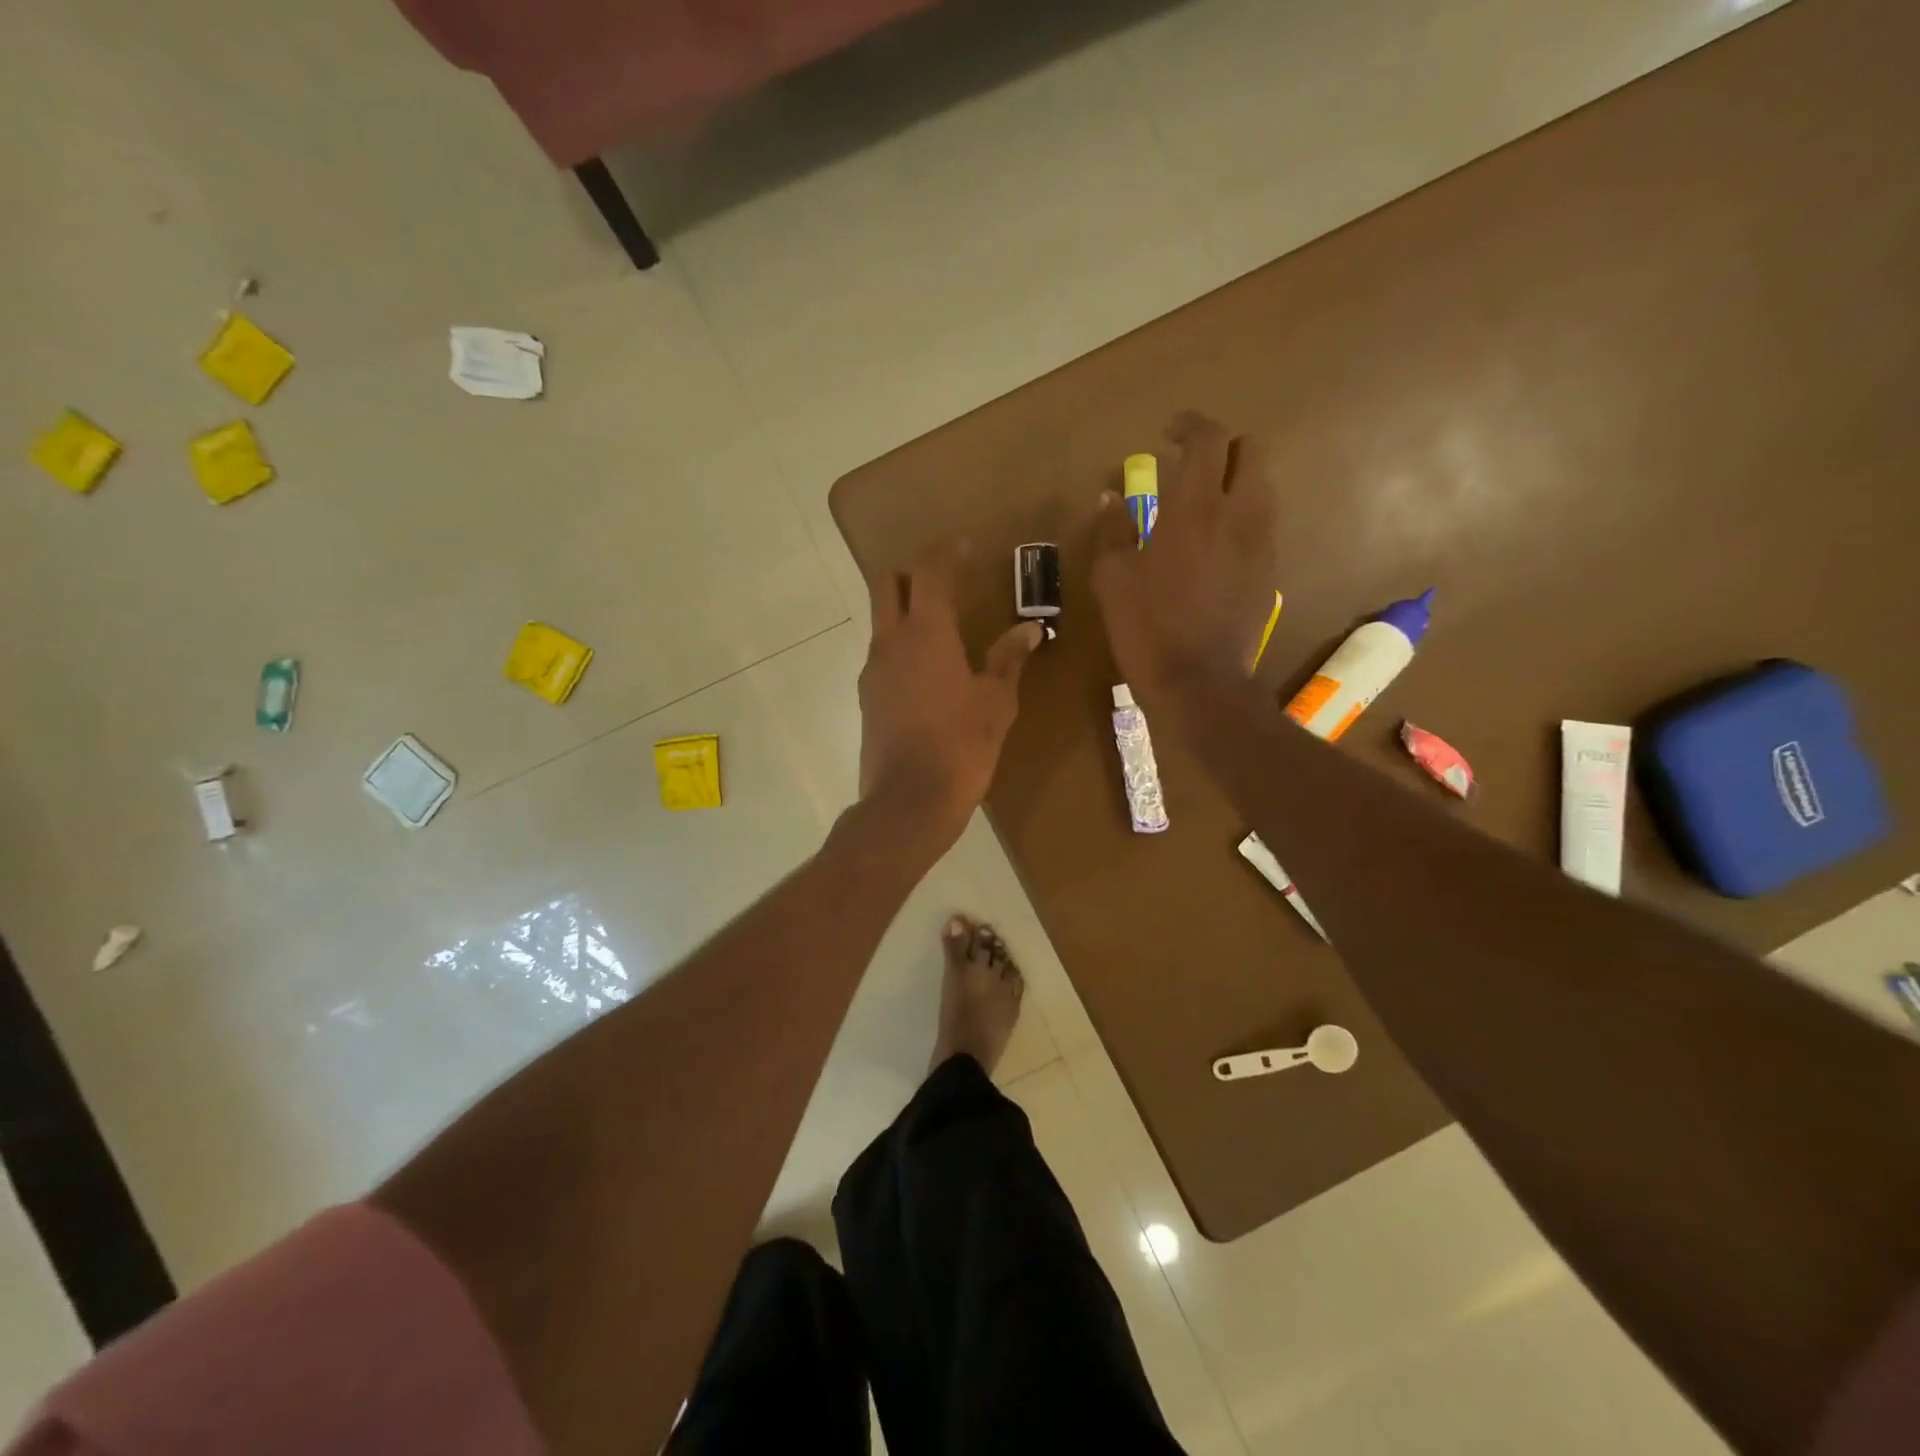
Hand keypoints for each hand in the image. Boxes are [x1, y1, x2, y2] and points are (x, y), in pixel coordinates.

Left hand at [858, 551, 1041, 849]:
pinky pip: (883, 656)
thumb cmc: (962, 745)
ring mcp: (873, 670)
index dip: (947, 552)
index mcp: (926, 632)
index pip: (931, 571)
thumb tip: (1029, 630)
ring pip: (882, 621)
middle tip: (947, 582)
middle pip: (888, 584)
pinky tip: (929, 674)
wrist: (909, 801)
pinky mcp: (867, 698)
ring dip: (907, 613)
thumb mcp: (996, 702)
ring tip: (943, 631)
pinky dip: (902, 648)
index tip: (966, 546)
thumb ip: (1009, 659)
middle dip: (914, 573)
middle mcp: (891, 641)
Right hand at [1091, 411, 1279, 700]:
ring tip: (1203, 504)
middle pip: (1250, 450)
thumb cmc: (1148, 628)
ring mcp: (1261, 542)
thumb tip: (1109, 498)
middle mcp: (1239, 514)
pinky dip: (1242, 516)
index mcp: (1196, 508)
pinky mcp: (1269, 570)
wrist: (1200, 683)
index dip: (1190, 426)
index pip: (1209, 439)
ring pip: (1262, 485)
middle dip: (1221, 448)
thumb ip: (1113, 530)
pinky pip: (1263, 523)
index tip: (1169, 434)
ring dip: (1235, 480)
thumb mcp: (1113, 579)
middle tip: (1190, 466)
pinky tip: (1216, 544)